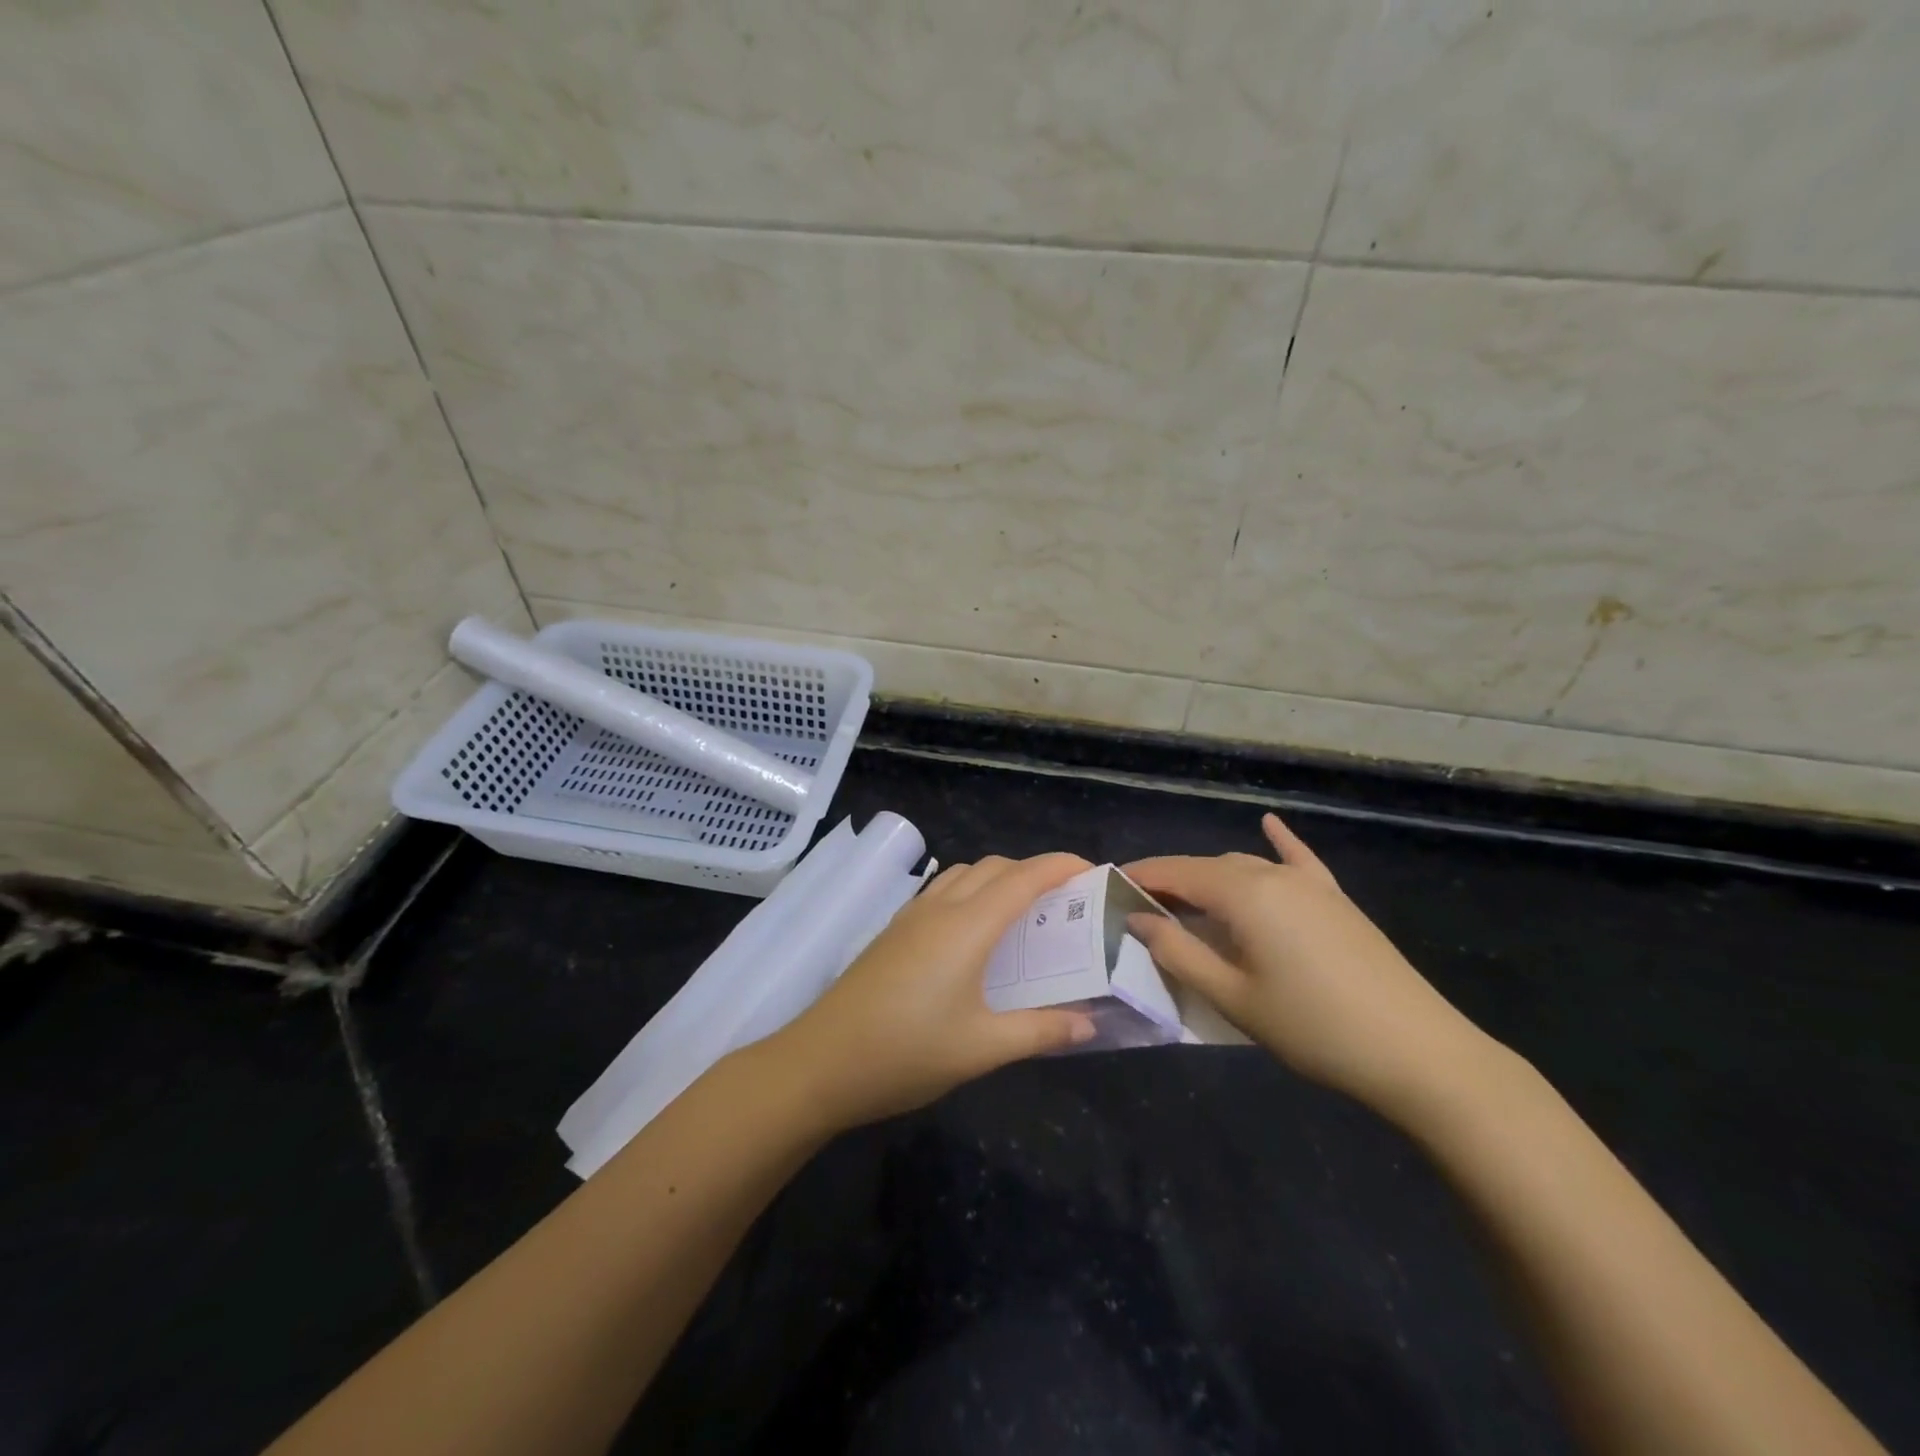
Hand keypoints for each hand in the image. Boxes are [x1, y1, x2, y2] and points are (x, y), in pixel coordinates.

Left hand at [772, 853, 1098, 1129]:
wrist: (821, 1061)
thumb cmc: (906, 1052)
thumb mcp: (981, 1048)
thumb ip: (1040, 1030)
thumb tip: (1090, 1023)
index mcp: (968, 926)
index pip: (1025, 877)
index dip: (1062, 866)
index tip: (1094, 871)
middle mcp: (941, 908)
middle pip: (995, 867)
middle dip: (1035, 871)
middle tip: (1066, 902)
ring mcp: (912, 916)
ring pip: (965, 874)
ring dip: (1000, 878)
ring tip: (1024, 914)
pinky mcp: (894, 930)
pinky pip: (942, 891)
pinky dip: (971, 892)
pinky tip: (975, 933)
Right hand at [1125, 815, 1494, 1120]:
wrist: (1418, 1052)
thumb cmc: (1314, 1028)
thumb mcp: (1233, 997)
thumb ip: (1178, 953)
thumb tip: (1139, 919)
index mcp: (1244, 893)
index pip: (1176, 872)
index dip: (1140, 878)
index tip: (1108, 889)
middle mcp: (1274, 875)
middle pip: (1208, 867)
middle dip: (1170, 882)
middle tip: (1141, 910)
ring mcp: (1310, 884)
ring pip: (1245, 866)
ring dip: (1210, 878)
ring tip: (1184, 902)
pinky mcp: (1336, 900)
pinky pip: (1298, 860)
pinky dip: (1277, 843)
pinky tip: (1269, 824)